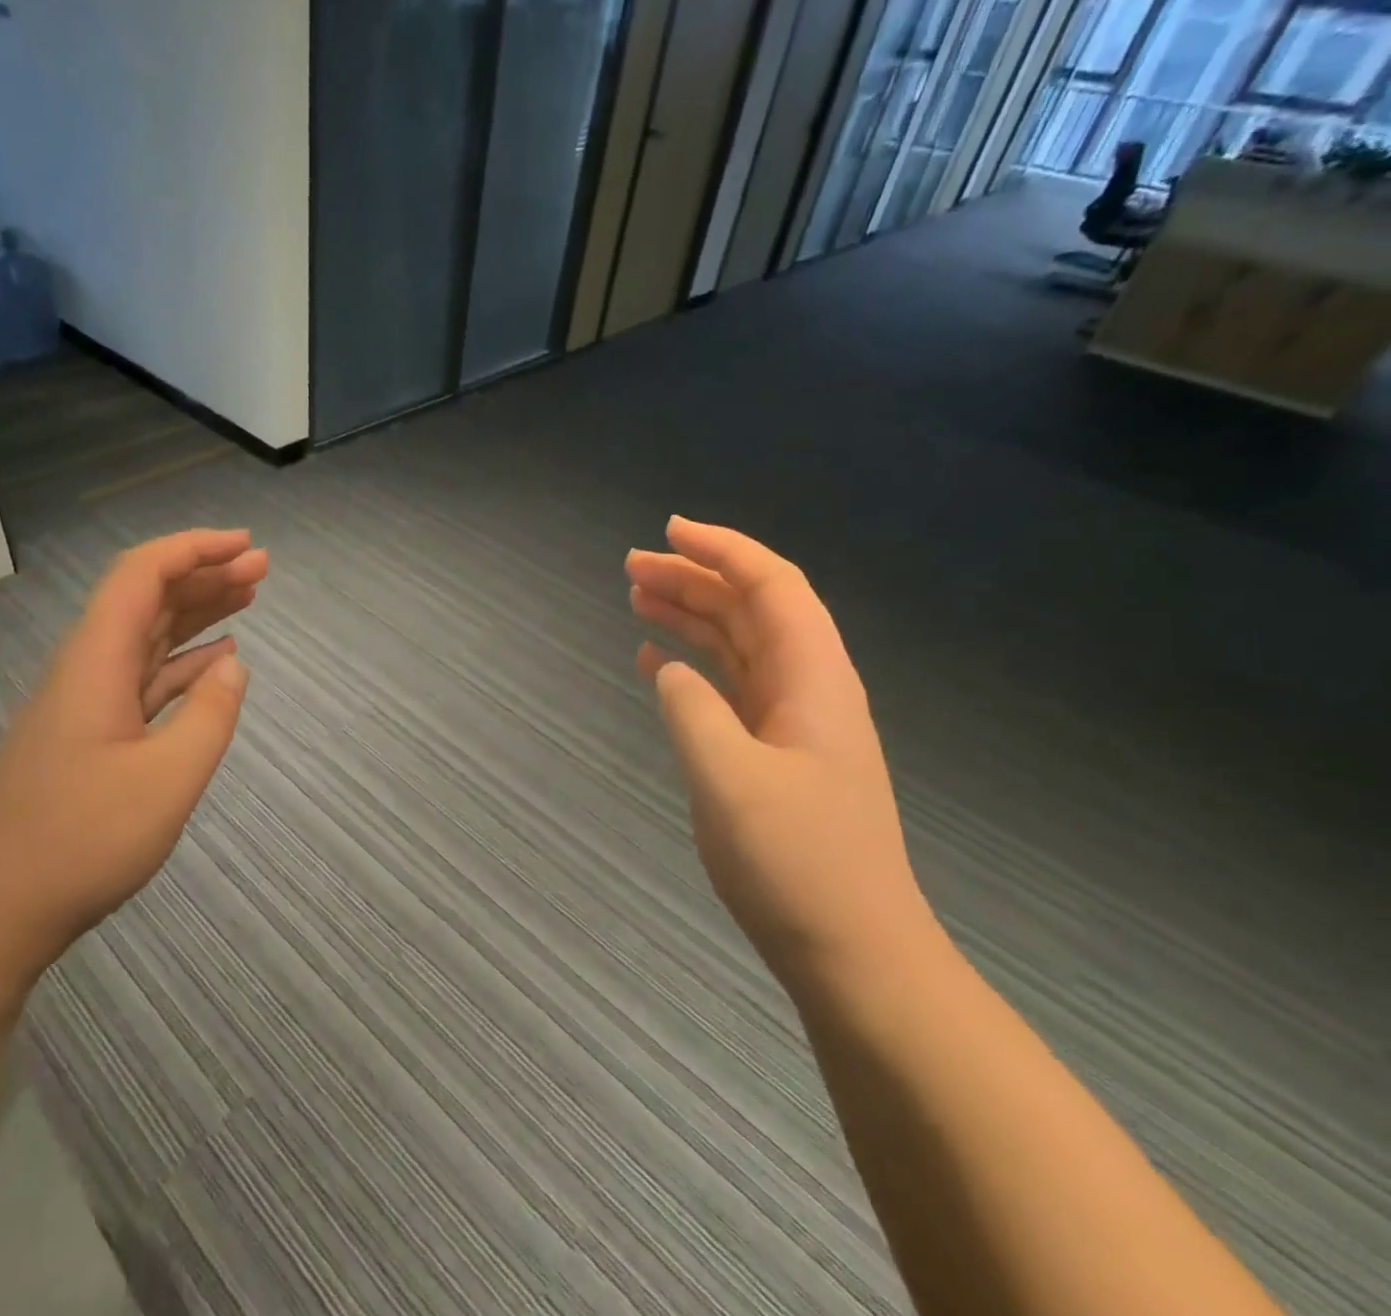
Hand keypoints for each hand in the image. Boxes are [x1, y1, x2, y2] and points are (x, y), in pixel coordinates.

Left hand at [0, 529, 267, 976]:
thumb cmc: (82, 841)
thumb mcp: (168, 780)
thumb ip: (210, 716)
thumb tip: (233, 666)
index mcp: (97, 662)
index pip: (142, 575)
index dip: (194, 549)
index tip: (245, 545)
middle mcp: (89, 668)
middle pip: (148, 598)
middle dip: (205, 573)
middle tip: (262, 567)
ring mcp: (90, 701)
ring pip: (149, 635)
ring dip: (198, 611)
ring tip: (250, 596)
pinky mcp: (95, 732)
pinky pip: (147, 676)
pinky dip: (186, 660)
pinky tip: (219, 660)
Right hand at [627, 518, 932, 986]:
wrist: (854, 954)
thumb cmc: (797, 863)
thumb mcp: (729, 779)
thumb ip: (691, 709)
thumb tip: (666, 668)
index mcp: (813, 679)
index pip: (771, 586)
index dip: (722, 549)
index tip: (668, 531)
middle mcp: (807, 689)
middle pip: (749, 610)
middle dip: (693, 579)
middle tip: (630, 567)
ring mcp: (792, 724)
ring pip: (737, 646)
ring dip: (690, 617)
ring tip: (635, 598)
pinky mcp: (774, 756)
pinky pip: (730, 690)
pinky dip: (692, 667)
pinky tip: (655, 663)